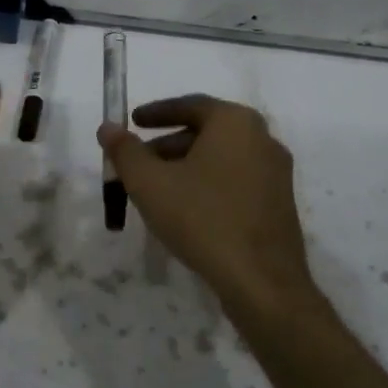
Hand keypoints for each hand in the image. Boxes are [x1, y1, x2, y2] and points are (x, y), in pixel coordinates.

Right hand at [98, 95, 312, 316]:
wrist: (261, 281)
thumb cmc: (201, 219)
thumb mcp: (150, 183)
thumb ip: (125, 151)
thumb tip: (107, 127)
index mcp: (235, 122)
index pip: (190, 105)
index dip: (156, 113)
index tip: (133, 122)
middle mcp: (262, 138)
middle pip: (206, 131)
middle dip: (168, 144)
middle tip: (139, 160)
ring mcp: (276, 172)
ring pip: (222, 158)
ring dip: (187, 165)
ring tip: (157, 189)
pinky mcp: (280, 203)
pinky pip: (237, 180)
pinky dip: (209, 183)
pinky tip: (187, 209)